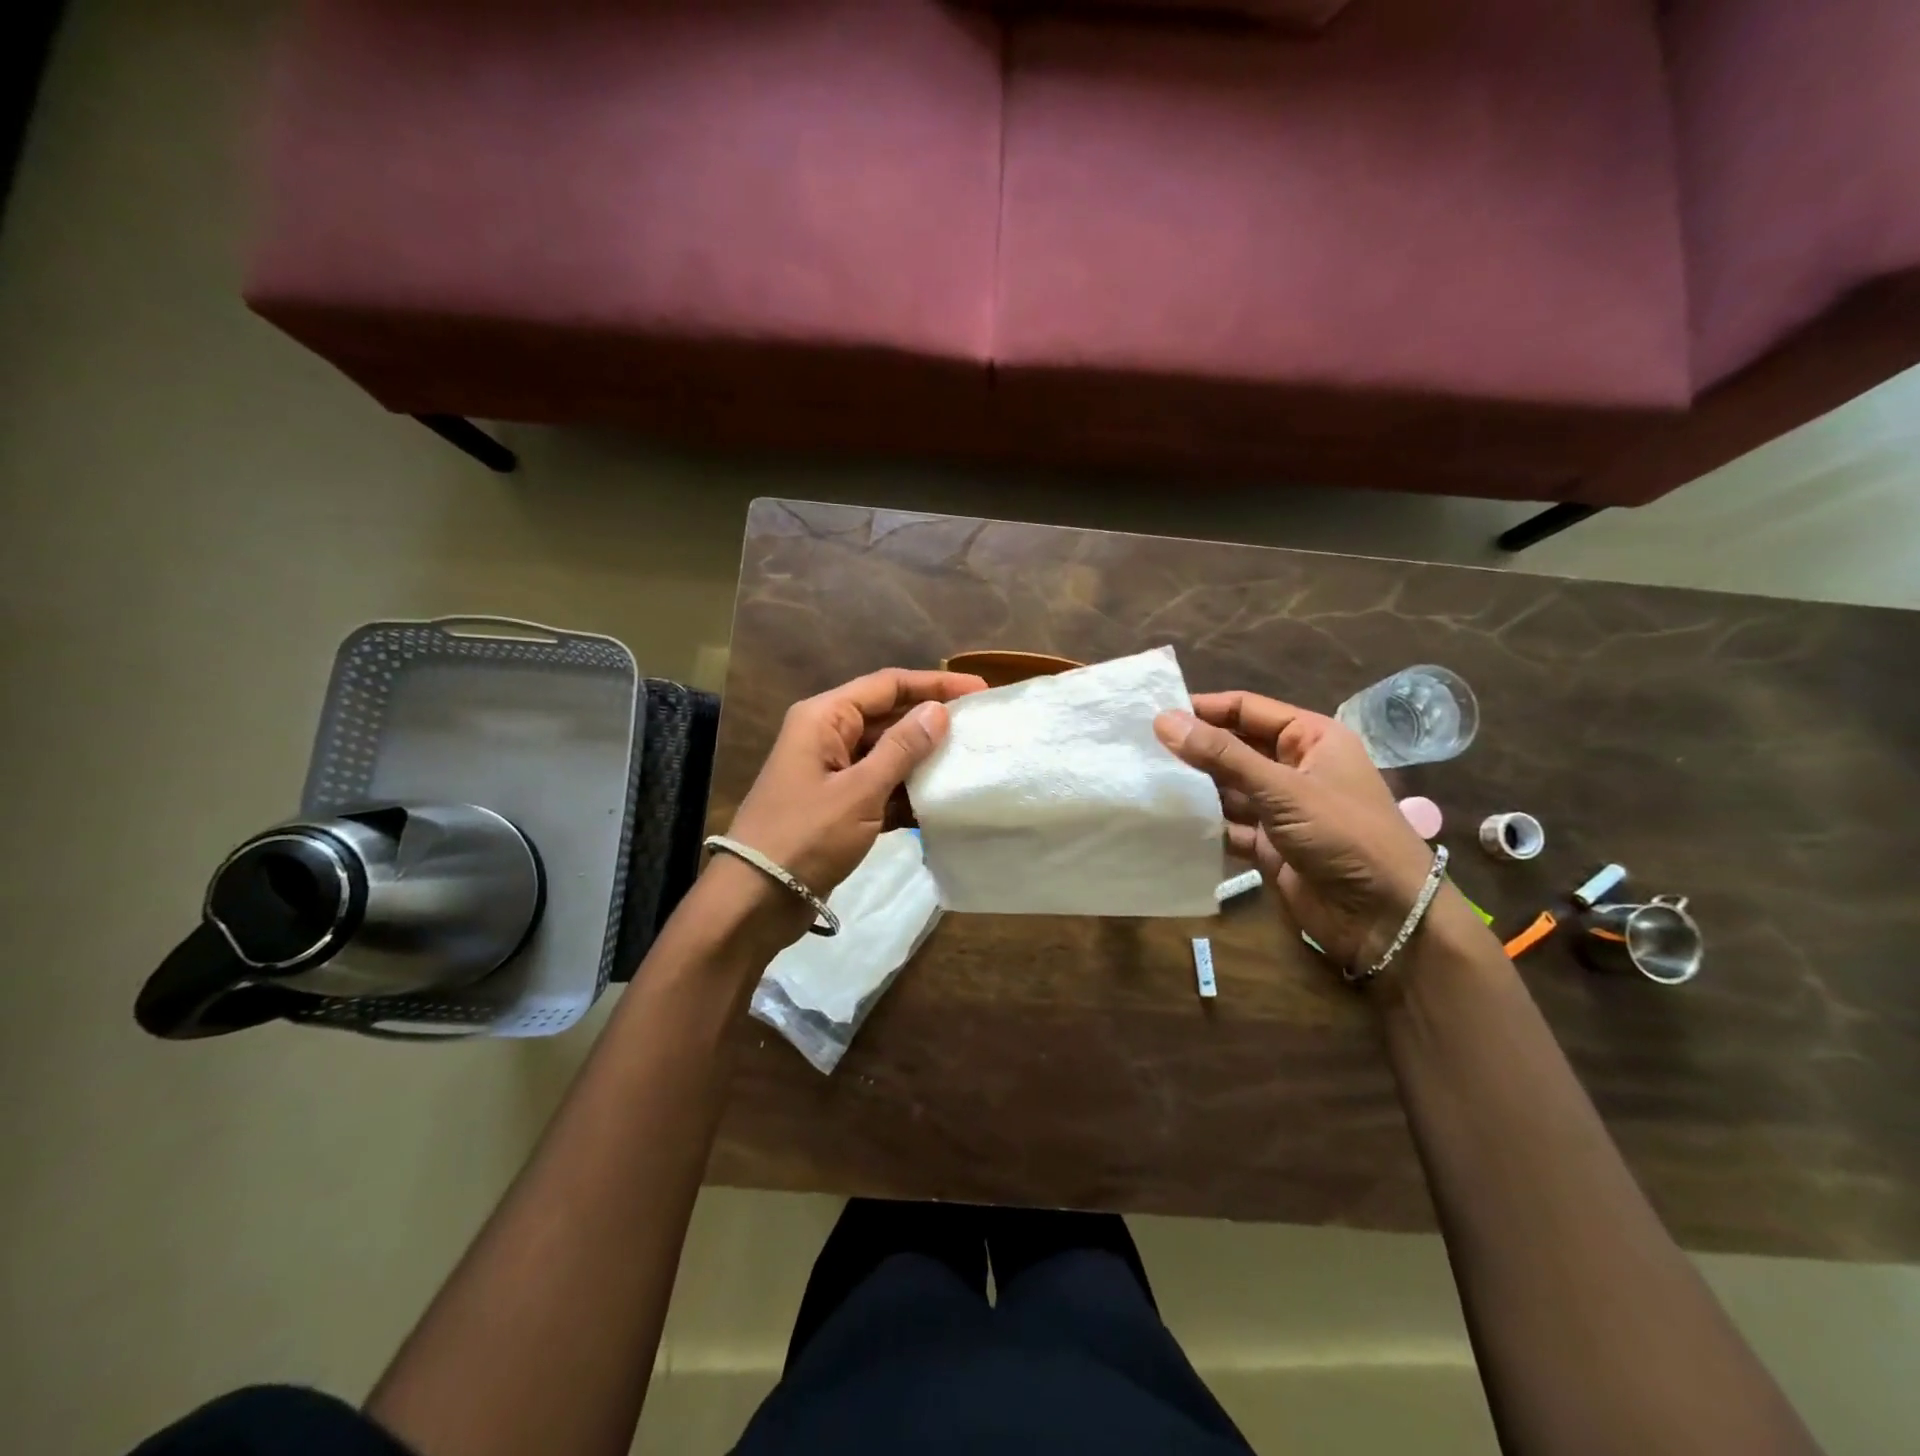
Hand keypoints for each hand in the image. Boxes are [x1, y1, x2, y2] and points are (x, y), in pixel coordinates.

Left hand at [724, 667, 987, 903]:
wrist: (757, 898)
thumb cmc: (806, 835)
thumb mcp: (860, 790)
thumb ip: (901, 748)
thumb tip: (937, 711)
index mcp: (825, 718)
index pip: (888, 685)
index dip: (934, 684)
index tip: (979, 691)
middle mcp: (828, 735)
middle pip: (888, 716)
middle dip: (931, 721)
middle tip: (979, 727)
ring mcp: (832, 771)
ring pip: (886, 753)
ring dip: (923, 759)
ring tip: (968, 762)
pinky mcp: (838, 804)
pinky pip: (880, 786)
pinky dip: (907, 792)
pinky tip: (941, 802)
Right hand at [1154, 691, 1436, 969]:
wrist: (1385, 918)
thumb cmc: (1344, 835)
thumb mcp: (1282, 789)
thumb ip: (1222, 756)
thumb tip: (1163, 721)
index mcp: (1310, 738)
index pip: (1247, 710)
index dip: (1203, 708)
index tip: (1154, 712)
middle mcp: (1294, 768)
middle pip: (1233, 748)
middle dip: (1193, 749)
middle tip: (1139, 748)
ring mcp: (1281, 808)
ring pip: (1227, 788)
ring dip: (1193, 787)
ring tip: (1143, 781)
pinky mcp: (1268, 845)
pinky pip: (1227, 825)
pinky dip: (1202, 824)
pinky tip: (1166, 821)